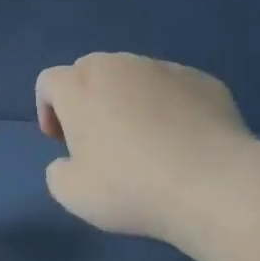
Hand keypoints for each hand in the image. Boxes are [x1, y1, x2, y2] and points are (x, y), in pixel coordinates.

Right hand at [35, 53, 254, 242]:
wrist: (212, 183)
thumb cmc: (130, 187)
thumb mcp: (73, 194)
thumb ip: (58, 172)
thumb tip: (69, 162)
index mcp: (79, 86)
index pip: (49, 82)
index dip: (48, 110)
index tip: (61, 142)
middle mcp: (119, 65)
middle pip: (91, 71)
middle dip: (88, 99)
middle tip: (99, 140)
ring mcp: (165, 68)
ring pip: (135, 76)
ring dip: (129, 100)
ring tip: (146, 141)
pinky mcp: (203, 80)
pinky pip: (175, 88)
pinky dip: (170, 107)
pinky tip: (182, 142)